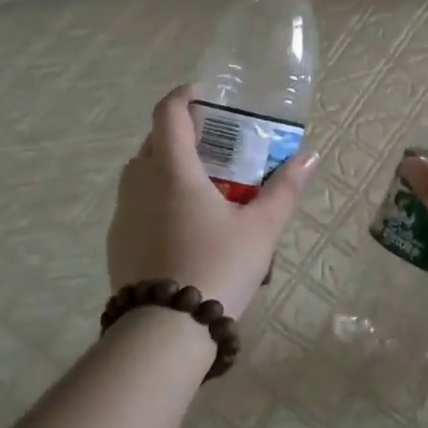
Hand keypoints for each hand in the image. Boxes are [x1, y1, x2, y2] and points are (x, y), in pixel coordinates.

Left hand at [107, 85, 319, 319]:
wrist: (164, 331)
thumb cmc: (217, 268)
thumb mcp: (261, 229)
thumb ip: (285, 189)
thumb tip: (311, 155)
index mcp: (172, 170)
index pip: (169, 113)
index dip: (185, 96)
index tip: (205, 96)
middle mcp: (140, 183)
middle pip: (154, 141)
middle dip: (181, 133)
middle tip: (215, 145)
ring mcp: (123, 214)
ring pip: (141, 173)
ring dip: (166, 166)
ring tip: (200, 185)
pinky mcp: (116, 242)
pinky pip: (135, 204)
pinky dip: (155, 198)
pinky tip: (182, 226)